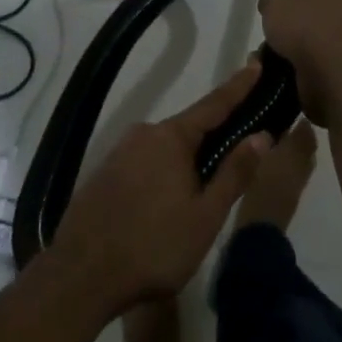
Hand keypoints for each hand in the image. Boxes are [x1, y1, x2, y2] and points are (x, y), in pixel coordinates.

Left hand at [47, 65, 271, 315]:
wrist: (79, 277)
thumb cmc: (153, 247)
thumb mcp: (205, 216)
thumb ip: (234, 173)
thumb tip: (262, 135)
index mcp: (171, 137)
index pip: (214, 104)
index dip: (238, 86)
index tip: (256, 64)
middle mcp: (144, 134)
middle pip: (188, 129)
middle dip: (211, 139)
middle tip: (234, 156)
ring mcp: (119, 153)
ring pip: (164, 150)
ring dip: (184, 163)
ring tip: (198, 196)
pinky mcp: (103, 174)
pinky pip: (143, 164)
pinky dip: (161, 175)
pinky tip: (163, 205)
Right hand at [258, 0, 341, 124]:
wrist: (331, 71)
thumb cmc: (304, 26)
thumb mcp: (275, 0)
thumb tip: (272, 6)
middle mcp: (341, 14)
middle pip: (311, 12)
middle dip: (291, 20)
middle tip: (270, 29)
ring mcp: (341, 44)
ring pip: (309, 41)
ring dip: (291, 48)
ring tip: (267, 55)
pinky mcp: (336, 71)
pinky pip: (308, 65)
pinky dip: (294, 67)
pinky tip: (276, 71)